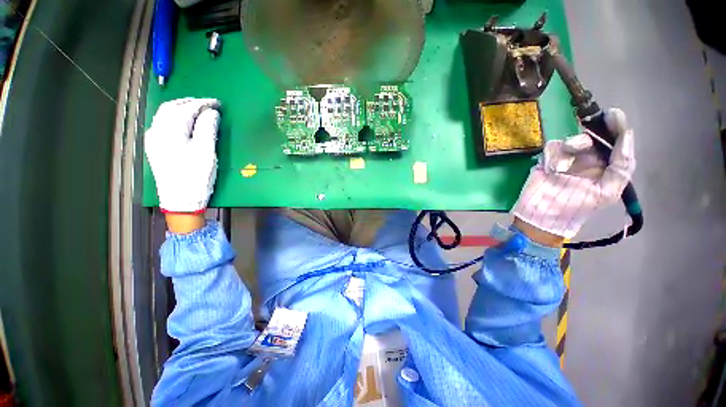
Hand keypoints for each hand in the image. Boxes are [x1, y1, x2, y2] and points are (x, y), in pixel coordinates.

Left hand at [145, 98, 220, 213]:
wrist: (181, 201)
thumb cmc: (195, 176)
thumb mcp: (206, 152)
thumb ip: (208, 129)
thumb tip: (212, 112)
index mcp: (169, 131)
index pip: (186, 109)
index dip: (203, 103)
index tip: (218, 103)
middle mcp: (157, 131)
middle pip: (171, 108)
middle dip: (190, 103)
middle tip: (208, 104)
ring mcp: (154, 140)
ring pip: (165, 115)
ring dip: (181, 108)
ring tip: (197, 109)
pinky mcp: (156, 148)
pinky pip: (163, 125)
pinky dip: (174, 118)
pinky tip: (183, 122)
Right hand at [512, 108, 635, 239]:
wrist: (541, 215)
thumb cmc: (575, 207)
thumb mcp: (606, 192)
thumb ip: (621, 167)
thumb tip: (627, 136)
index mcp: (606, 168)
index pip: (616, 143)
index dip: (617, 128)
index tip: (613, 115)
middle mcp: (588, 160)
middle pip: (593, 137)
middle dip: (591, 135)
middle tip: (584, 136)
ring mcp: (566, 159)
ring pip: (571, 140)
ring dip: (570, 147)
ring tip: (562, 166)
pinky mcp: (547, 160)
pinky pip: (552, 148)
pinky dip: (553, 156)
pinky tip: (550, 168)